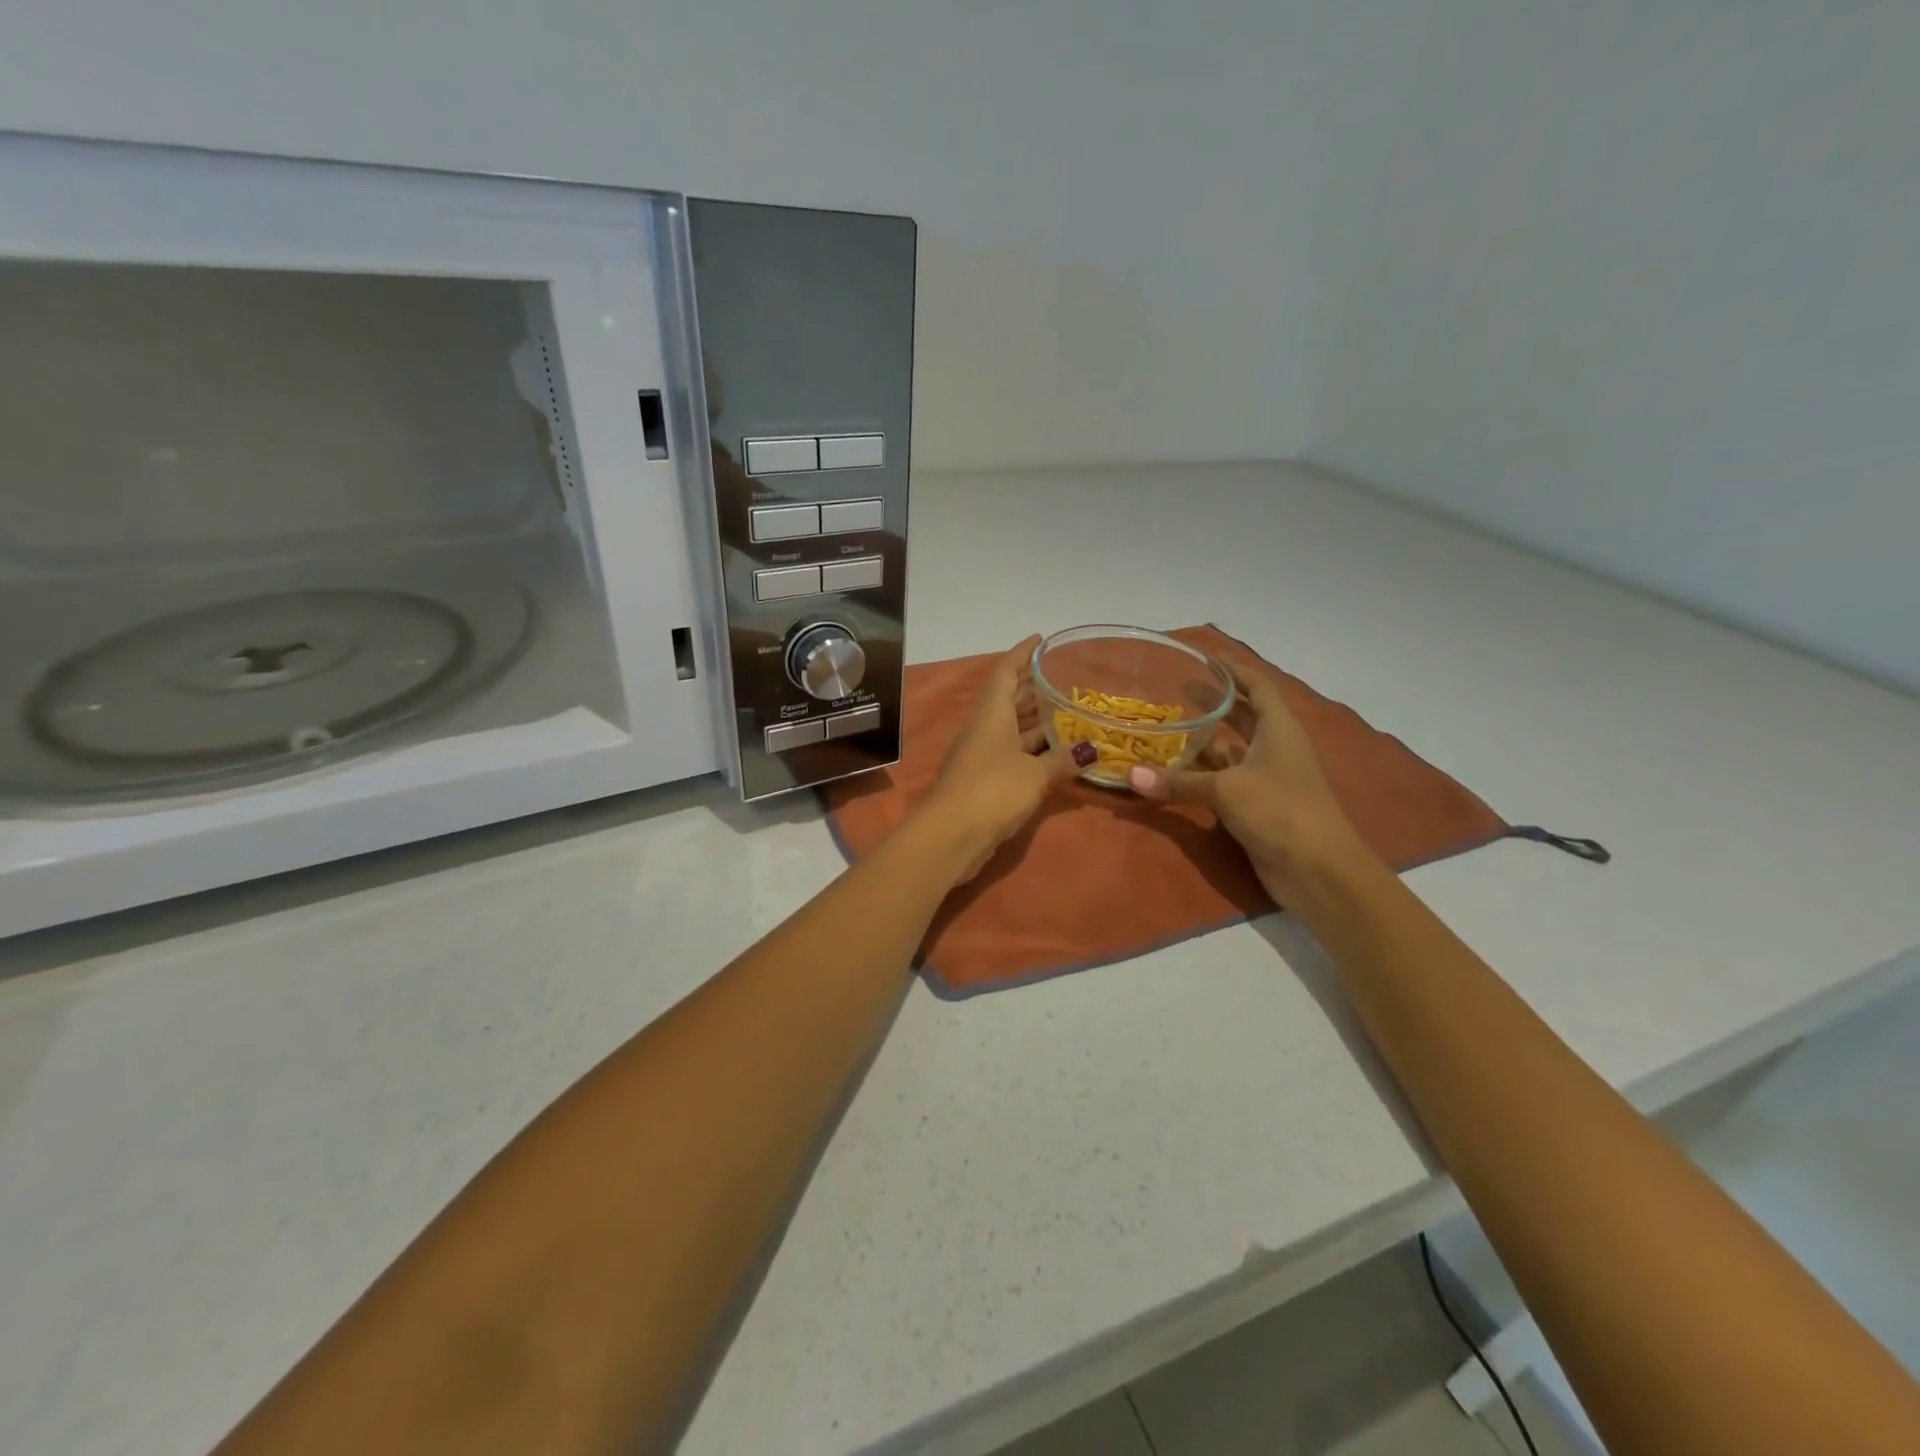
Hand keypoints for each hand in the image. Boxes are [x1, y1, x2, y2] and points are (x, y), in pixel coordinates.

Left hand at [914, 636, 1083, 882]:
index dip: (1022, 653)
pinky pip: (1013, 754)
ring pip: (1013, 728)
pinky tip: (1058, 753)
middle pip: (1009, 699)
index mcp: (991, 714)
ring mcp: (982, 755)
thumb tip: (1093, 750)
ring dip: (1037, 720)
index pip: (1005, 672)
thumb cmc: (992, 790)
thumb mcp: (1034, 774)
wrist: (951, 836)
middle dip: (1033, 686)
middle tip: (1065, 677)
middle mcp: (984, 728)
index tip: (1041, 639)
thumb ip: (1063, 760)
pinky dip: (1034, 749)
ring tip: (1069, 711)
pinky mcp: (985, 780)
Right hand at [1129, 655, 1369, 902]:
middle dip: (1215, 703)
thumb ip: (1179, 781)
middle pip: (1244, 717)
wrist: (1318, 870)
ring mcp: (1268, 779)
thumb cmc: (1280, 811)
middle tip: (1178, 691)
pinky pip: (1225, 781)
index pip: (1258, 687)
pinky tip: (1176, 774)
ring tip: (1168, 729)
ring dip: (1204, 743)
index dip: (1235, 671)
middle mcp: (1275, 748)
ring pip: (1231, 752)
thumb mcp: (1226, 790)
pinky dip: (1203, 776)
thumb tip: (1132, 776)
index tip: (1207, 658)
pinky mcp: (1259, 807)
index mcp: (1279, 729)